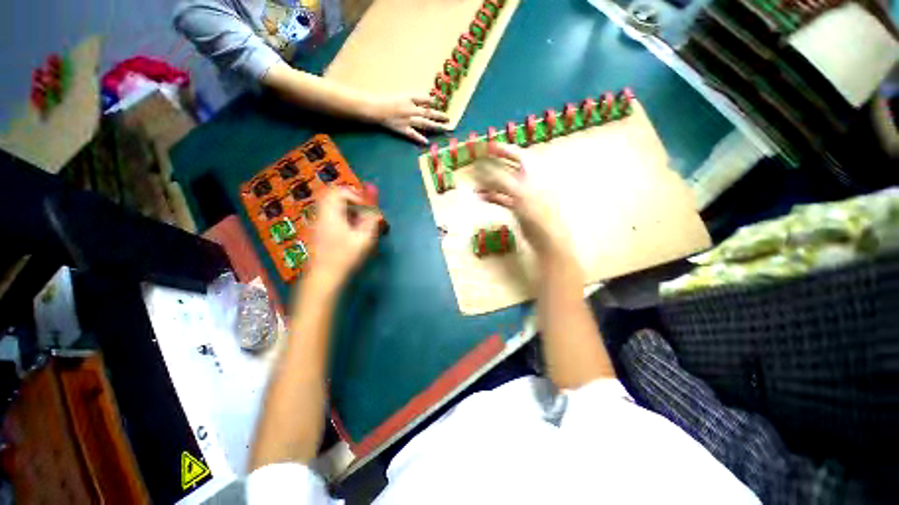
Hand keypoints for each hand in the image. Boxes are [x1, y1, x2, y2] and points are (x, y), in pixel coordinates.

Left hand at [307, 187, 380, 289]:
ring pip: (332, 208)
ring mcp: (318, 225)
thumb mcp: (365, 237)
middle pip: (334, 198)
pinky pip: (330, 218)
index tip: (367, 209)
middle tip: (365, 214)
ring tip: (361, 225)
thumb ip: (371, 217)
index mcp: (330, 213)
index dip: (355, 196)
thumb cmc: (346, 257)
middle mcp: (321, 215)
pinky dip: (343, 220)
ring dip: (348, 211)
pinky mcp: (318, 234)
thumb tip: (375, 198)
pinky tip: (352, 234)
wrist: (324, 278)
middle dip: (352, 202)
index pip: (339, 191)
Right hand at [370, 94, 449, 143]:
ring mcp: (407, 121)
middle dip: (440, 116)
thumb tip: (430, 102)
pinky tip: (427, 142)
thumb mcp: (404, 96)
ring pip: (424, 123)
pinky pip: (413, 135)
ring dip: (435, 126)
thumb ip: (417, 99)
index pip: (426, 100)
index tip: (443, 105)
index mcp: (410, 100)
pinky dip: (420, 138)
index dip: (435, 102)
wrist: (375, 109)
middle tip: (449, 119)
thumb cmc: (389, 101)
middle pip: (428, 113)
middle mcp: (411, 110)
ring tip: (444, 128)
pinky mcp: (403, 130)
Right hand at [476, 144, 571, 256]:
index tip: (486, 147)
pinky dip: (492, 196)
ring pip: (503, 184)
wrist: (547, 237)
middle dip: (491, 167)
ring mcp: (523, 194)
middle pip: (507, 168)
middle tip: (476, 166)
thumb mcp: (518, 192)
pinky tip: (482, 197)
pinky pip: (502, 198)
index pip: (516, 154)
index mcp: (533, 171)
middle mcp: (528, 180)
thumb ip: (499, 179)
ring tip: (475, 185)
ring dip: (489, 184)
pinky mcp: (518, 207)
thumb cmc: (538, 212)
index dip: (501, 149)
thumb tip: (480, 169)